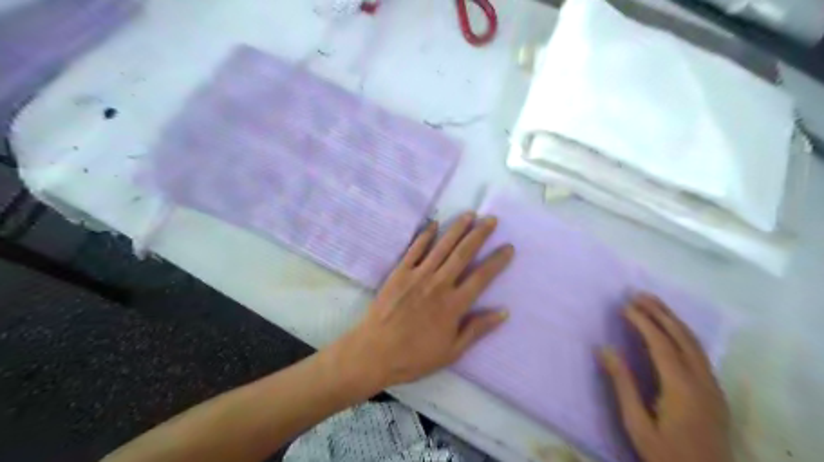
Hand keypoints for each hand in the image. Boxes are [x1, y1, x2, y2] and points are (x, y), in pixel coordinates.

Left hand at [331, 212, 512, 393]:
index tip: (509, 247)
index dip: (497, 260)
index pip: (482, 277)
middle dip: (479, 234)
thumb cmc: (415, 356)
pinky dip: (425, 235)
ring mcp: (418, 275)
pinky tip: (434, 223)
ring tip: (470, 214)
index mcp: (454, 305)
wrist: (374, 352)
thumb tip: (504, 312)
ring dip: (457, 228)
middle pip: (463, 253)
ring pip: (442, 246)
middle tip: (491, 219)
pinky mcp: (400, 272)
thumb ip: (477, 329)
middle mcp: (439, 284)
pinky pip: (415, 249)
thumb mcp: (452, 351)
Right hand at [599, 296, 733, 461]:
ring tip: (653, 303)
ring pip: (694, 343)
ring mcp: (712, 386)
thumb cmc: (666, 454)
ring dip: (673, 319)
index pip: (661, 343)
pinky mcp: (715, 392)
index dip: (642, 321)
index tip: (624, 305)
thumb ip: (623, 385)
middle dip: (660, 312)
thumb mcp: (637, 424)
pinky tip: (671, 331)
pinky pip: (699, 353)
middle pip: (682, 336)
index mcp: (681, 387)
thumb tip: (604, 349)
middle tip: (639, 294)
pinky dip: (682, 334)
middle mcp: (701, 380)